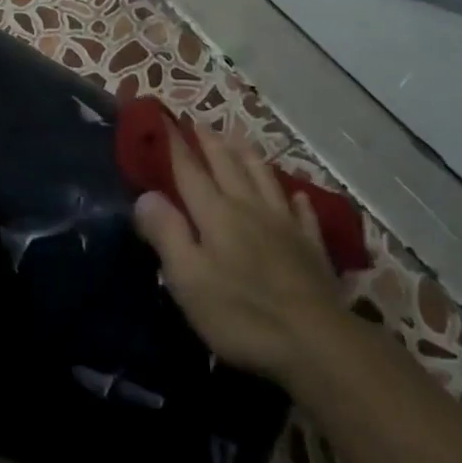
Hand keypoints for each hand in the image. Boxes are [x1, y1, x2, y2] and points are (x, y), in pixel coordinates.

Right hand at [132, 124, 345, 385]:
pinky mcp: (311, 247)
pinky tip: (296, 196)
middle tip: (198, 121)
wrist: (316, 342)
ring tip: (239, 139)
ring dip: (248, 156)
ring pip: (264, 179)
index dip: (175, 146)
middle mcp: (249, 208)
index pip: (190, 171)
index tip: (164, 120)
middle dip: (210, 142)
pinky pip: (303, 213)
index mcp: (216, 214)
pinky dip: (296, 200)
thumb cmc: (242, 313)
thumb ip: (167, 233)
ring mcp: (284, 225)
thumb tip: (145, 195)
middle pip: (227, 166)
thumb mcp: (189, 279)